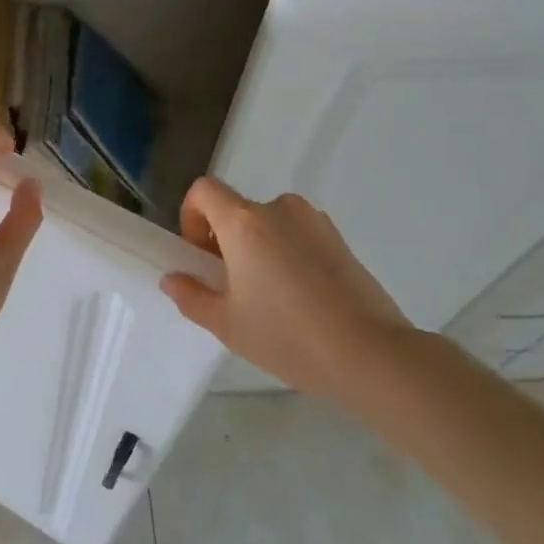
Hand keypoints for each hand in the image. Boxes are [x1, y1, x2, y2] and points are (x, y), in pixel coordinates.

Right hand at [160, 178, 409, 396]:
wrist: (370, 353)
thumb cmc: (287, 335)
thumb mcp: (227, 325)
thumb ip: (192, 296)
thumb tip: (173, 279)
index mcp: (244, 222)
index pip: (203, 190)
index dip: (192, 217)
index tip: (201, 257)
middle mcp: (278, 209)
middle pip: (237, 211)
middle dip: (225, 242)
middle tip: (233, 288)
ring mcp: (314, 221)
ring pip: (269, 224)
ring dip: (258, 248)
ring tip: (270, 298)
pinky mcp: (340, 239)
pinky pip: (298, 235)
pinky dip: (288, 254)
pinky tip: (301, 299)